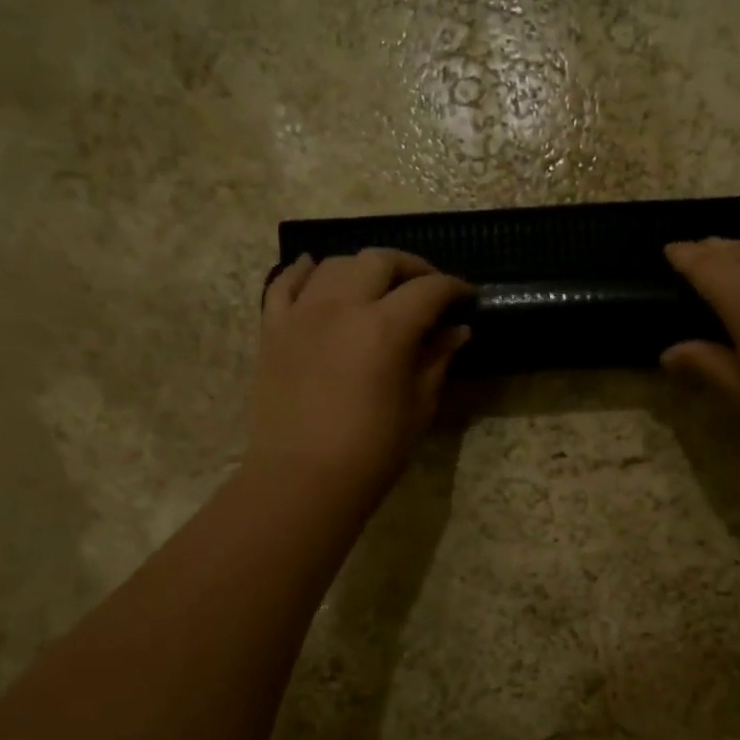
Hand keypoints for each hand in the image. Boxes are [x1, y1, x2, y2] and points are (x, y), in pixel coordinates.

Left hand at [248, 249, 471, 504]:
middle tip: (426, 287)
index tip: (467, 296)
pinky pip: (284, 283)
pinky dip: (303, 271)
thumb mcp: (418, 406)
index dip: (453, 288)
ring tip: (376, 285)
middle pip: (379, 261)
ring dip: (362, 267)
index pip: (428, 290)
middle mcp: (342, 306)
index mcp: (385, 328)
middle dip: (411, 267)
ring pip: (334, 264)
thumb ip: (436, 360)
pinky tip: (315, 270)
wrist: (303, 479)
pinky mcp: (273, 329)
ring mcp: (301, 313)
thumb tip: (456, 331)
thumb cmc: (372, 451)